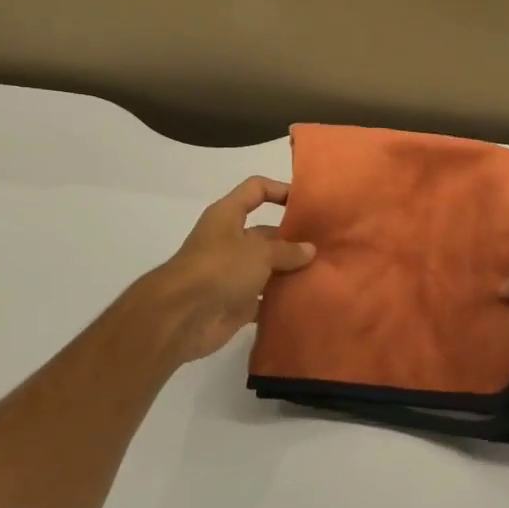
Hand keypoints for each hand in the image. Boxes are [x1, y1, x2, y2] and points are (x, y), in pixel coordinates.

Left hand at [143, 177, 315, 365]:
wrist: (181, 317)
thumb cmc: (219, 269)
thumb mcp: (259, 252)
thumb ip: (287, 250)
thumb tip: (310, 250)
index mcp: (228, 216)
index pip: (256, 190)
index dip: (281, 190)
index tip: (308, 202)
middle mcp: (230, 240)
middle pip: (267, 232)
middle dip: (294, 239)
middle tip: (327, 246)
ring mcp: (232, 273)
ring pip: (268, 267)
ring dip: (291, 271)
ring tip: (324, 273)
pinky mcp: (236, 302)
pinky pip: (265, 299)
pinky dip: (282, 300)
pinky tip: (307, 300)